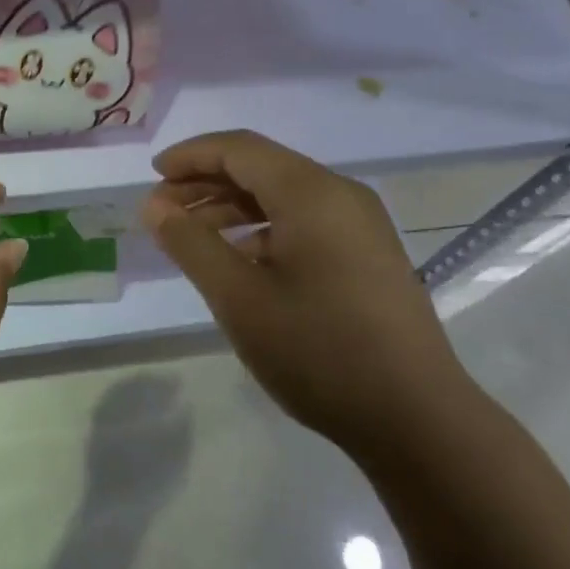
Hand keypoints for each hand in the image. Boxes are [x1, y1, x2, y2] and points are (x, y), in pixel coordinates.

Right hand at [141, 131, 479, 465]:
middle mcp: (340, 194)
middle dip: (207, 182)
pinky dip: (263, 229)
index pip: (239, 149)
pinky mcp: (368, 254)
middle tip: (163, 211)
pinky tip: (241, 260)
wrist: (417, 419)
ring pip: (283, 196)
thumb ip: (191, 243)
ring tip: (192, 236)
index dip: (190, 156)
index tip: (152, 177)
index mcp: (311, 192)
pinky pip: (305, 221)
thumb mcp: (239, 298)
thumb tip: (154, 205)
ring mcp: (360, 224)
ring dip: (233, 207)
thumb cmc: (319, 351)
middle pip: (261, 167)